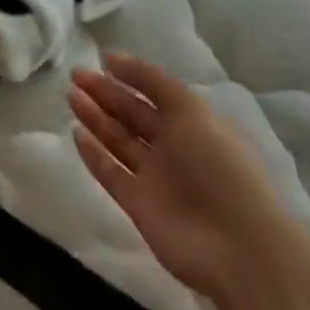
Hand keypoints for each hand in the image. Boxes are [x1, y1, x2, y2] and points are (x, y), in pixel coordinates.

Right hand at [69, 54, 299, 302]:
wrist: (238, 250)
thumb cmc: (220, 168)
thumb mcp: (192, 111)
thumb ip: (153, 81)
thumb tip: (113, 59)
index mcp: (194, 125)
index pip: (157, 94)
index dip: (132, 75)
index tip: (102, 59)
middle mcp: (174, 149)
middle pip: (133, 115)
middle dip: (106, 93)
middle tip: (76, 74)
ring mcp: (156, 178)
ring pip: (119, 140)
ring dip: (95, 118)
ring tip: (71, 95)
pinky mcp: (139, 205)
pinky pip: (111, 173)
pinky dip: (94, 154)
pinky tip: (76, 133)